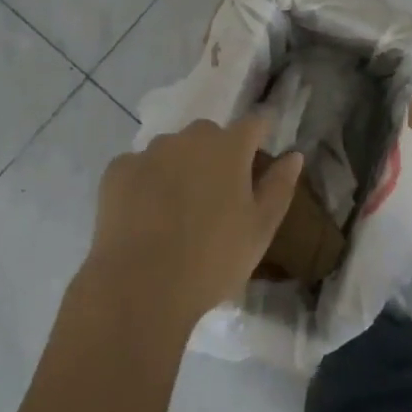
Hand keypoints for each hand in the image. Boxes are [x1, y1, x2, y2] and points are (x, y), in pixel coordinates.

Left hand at [85, 116, 302, 326]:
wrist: (140, 288)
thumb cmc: (213, 259)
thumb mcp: (260, 229)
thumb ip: (279, 186)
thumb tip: (294, 155)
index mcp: (229, 147)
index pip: (254, 124)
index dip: (259, 136)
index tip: (259, 156)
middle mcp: (190, 138)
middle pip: (209, 135)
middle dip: (216, 154)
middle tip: (216, 195)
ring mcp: (150, 152)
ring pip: (172, 149)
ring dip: (179, 166)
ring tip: (176, 209)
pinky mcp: (117, 170)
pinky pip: (139, 167)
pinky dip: (145, 182)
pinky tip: (144, 215)